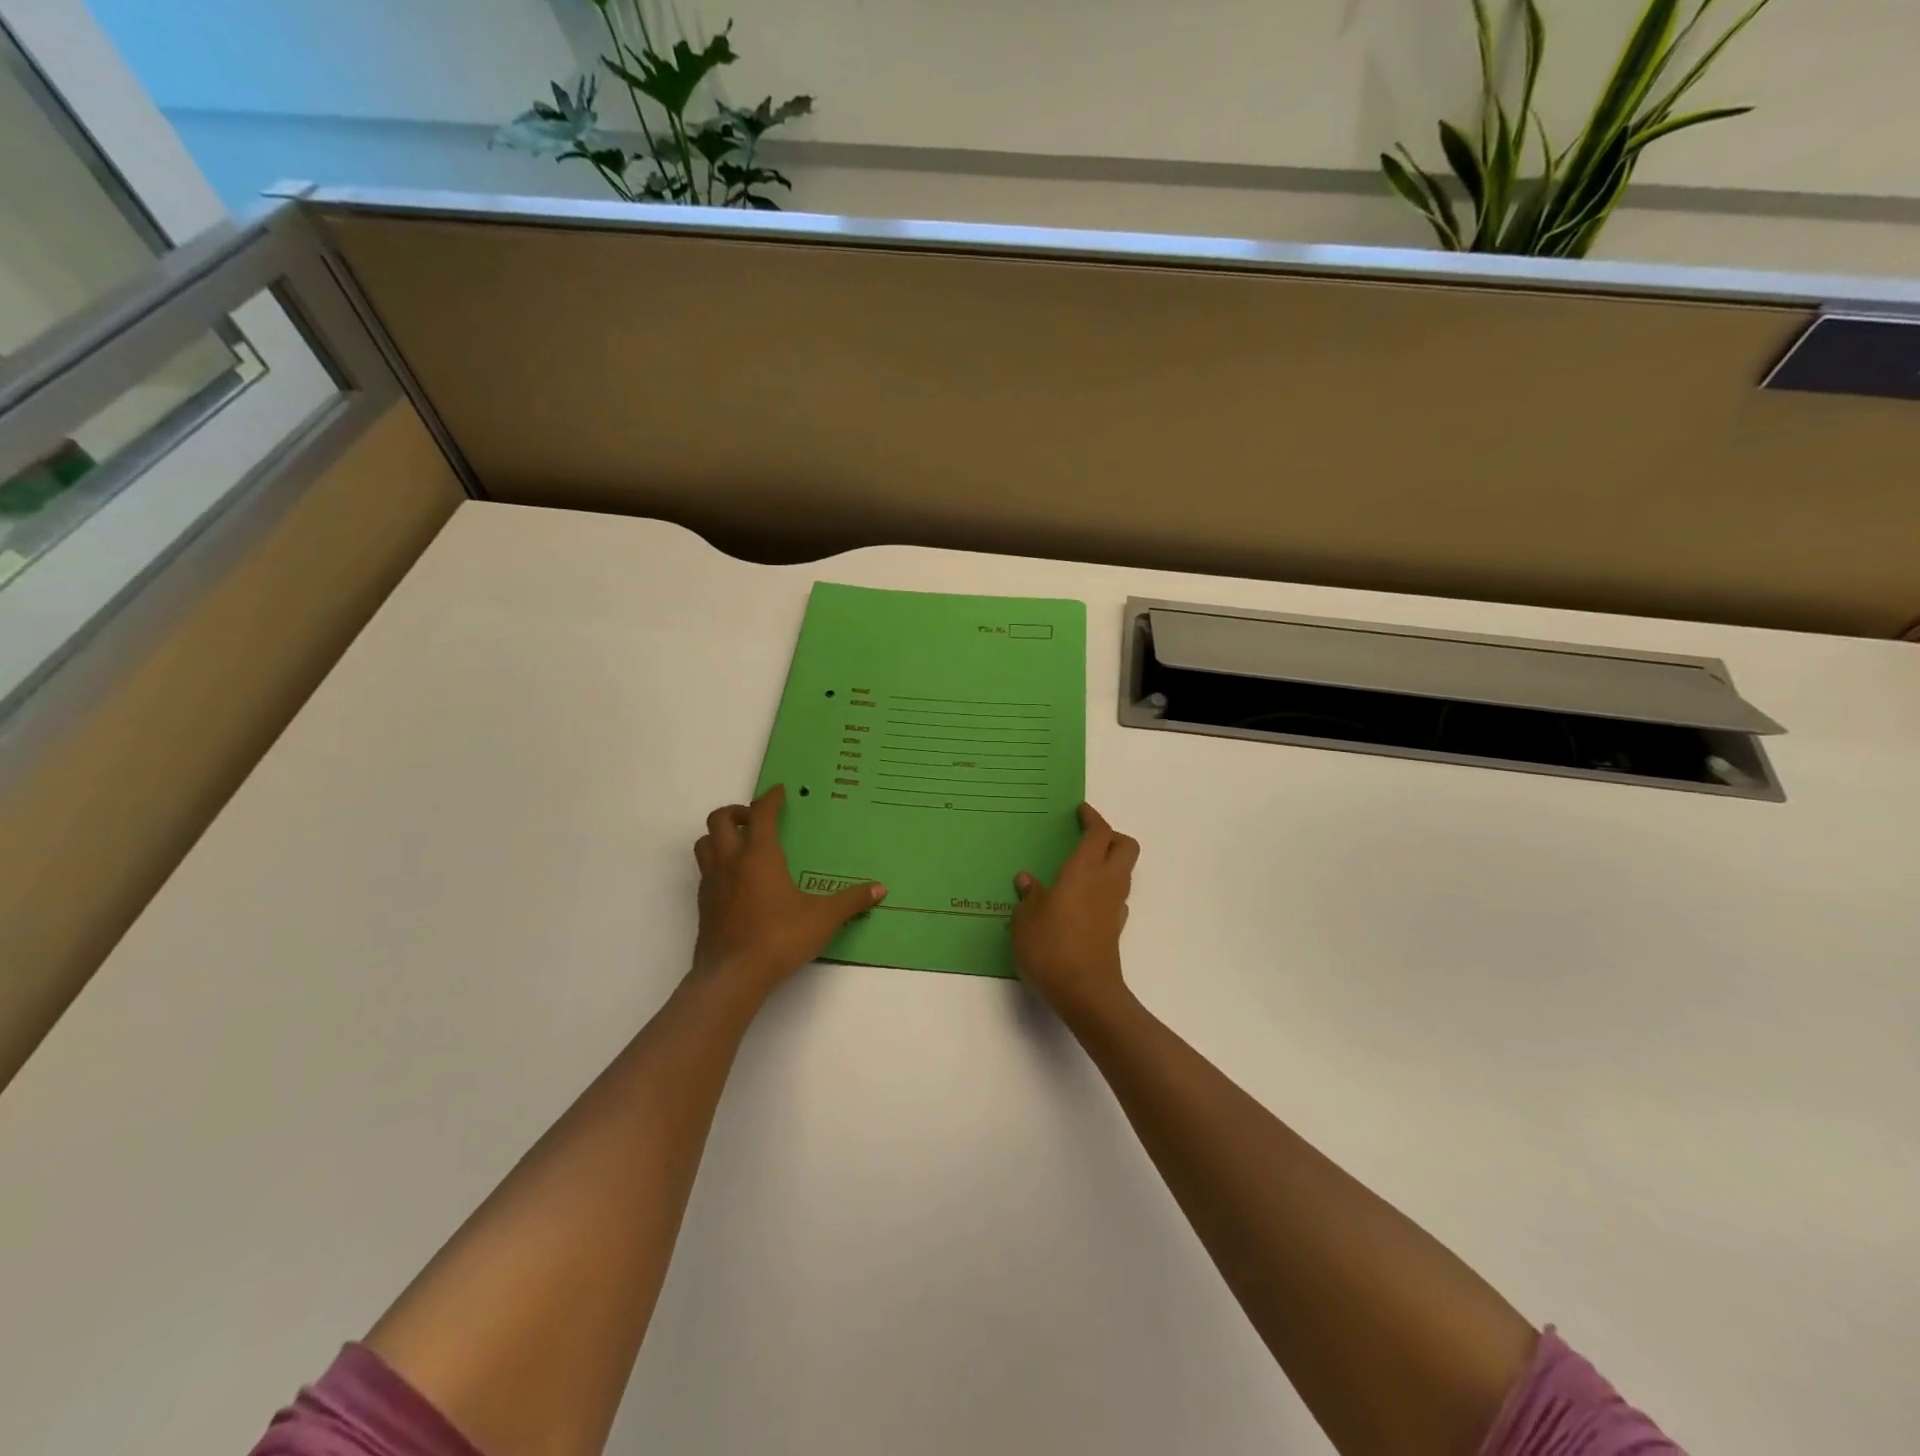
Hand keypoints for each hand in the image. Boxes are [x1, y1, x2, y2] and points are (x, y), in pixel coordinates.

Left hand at [691, 785, 884, 1001]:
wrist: (732, 976)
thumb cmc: (779, 938)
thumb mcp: (823, 918)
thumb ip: (851, 901)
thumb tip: (880, 888)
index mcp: (759, 856)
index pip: (761, 814)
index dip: (770, 798)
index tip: (779, 791)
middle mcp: (731, 862)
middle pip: (720, 820)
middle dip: (737, 812)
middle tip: (756, 819)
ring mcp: (712, 884)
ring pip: (704, 843)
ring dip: (720, 836)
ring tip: (741, 845)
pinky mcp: (703, 906)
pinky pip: (705, 872)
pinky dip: (717, 865)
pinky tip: (736, 881)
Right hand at [1011, 803, 1138, 1024]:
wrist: (1085, 993)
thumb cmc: (1051, 947)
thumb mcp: (1025, 919)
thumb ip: (1029, 897)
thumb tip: (1028, 881)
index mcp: (1084, 870)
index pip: (1099, 833)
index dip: (1092, 818)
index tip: (1080, 811)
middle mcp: (1106, 882)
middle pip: (1125, 846)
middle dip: (1111, 836)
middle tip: (1087, 837)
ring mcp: (1114, 907)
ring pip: (1123, 872)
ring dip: (1108, 863)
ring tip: (1079, 869)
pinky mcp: (1114, 929)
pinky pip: (1115, 897)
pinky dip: (1103, 890)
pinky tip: (1082, 902)